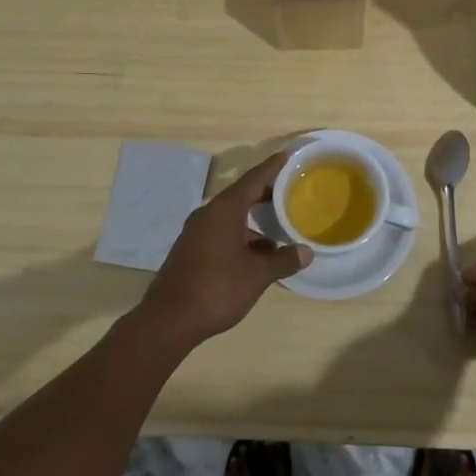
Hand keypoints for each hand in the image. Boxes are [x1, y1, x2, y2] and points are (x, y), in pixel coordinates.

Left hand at [135, 152, 310, 348]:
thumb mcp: (257, 275)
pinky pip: (221, 231)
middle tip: (289, 190)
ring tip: (278, 227)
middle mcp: (208, 214)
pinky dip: (241, 234)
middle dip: (265, 193)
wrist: (169, 320)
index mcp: (224, 210)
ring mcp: (196, 232)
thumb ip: (283, 260)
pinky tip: (257, 253)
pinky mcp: (191, 250)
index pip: (252, 179)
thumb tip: (306, 252)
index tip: (287, 155)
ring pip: (231, 216)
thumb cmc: (217, 289)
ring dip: (253, 220)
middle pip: (241, 195)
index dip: (271, 168)